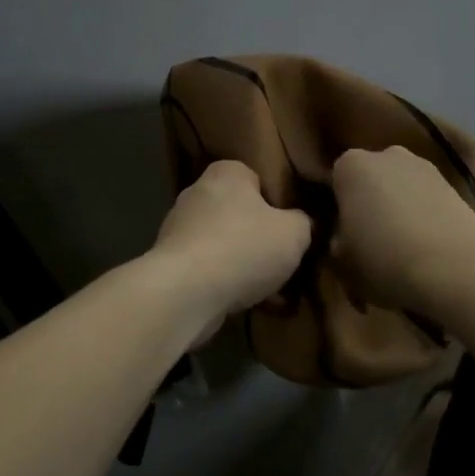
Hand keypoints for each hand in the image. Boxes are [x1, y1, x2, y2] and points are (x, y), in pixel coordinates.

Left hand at [149, 160, 311, 336]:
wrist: (185, 293)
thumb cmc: (244, 249)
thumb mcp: (295, 233)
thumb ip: (304, 222)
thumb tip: (302, 224)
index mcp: (226, 173)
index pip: (258, 178)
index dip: (279, 202)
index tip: (293, 227)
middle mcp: (197, 193)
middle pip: (240, 213)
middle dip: (261, 237)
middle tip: (285, 260)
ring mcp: (179, 228)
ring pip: (225, 243)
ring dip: (245, 264)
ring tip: (271, 289)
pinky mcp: (170, 262)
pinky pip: (209, 268)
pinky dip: (226, 282)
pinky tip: (247, 303)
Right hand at [330, 146, 474, 312]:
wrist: (454, 270)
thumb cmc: (383, 260)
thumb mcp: (341, 259)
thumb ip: (337, 238)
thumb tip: (344, 235)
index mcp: (351, 166)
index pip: (336, 180)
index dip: (339, 206)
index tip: (343, 232)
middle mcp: (387, 154)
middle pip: (372, 177)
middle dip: (370, 200)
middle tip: (371, 236)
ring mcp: (424, 166)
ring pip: (402, 186)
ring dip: (400, 205)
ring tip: (404, 243)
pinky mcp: (454, 184)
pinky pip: (427, 197)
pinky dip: (425, 213)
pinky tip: (428, 243)